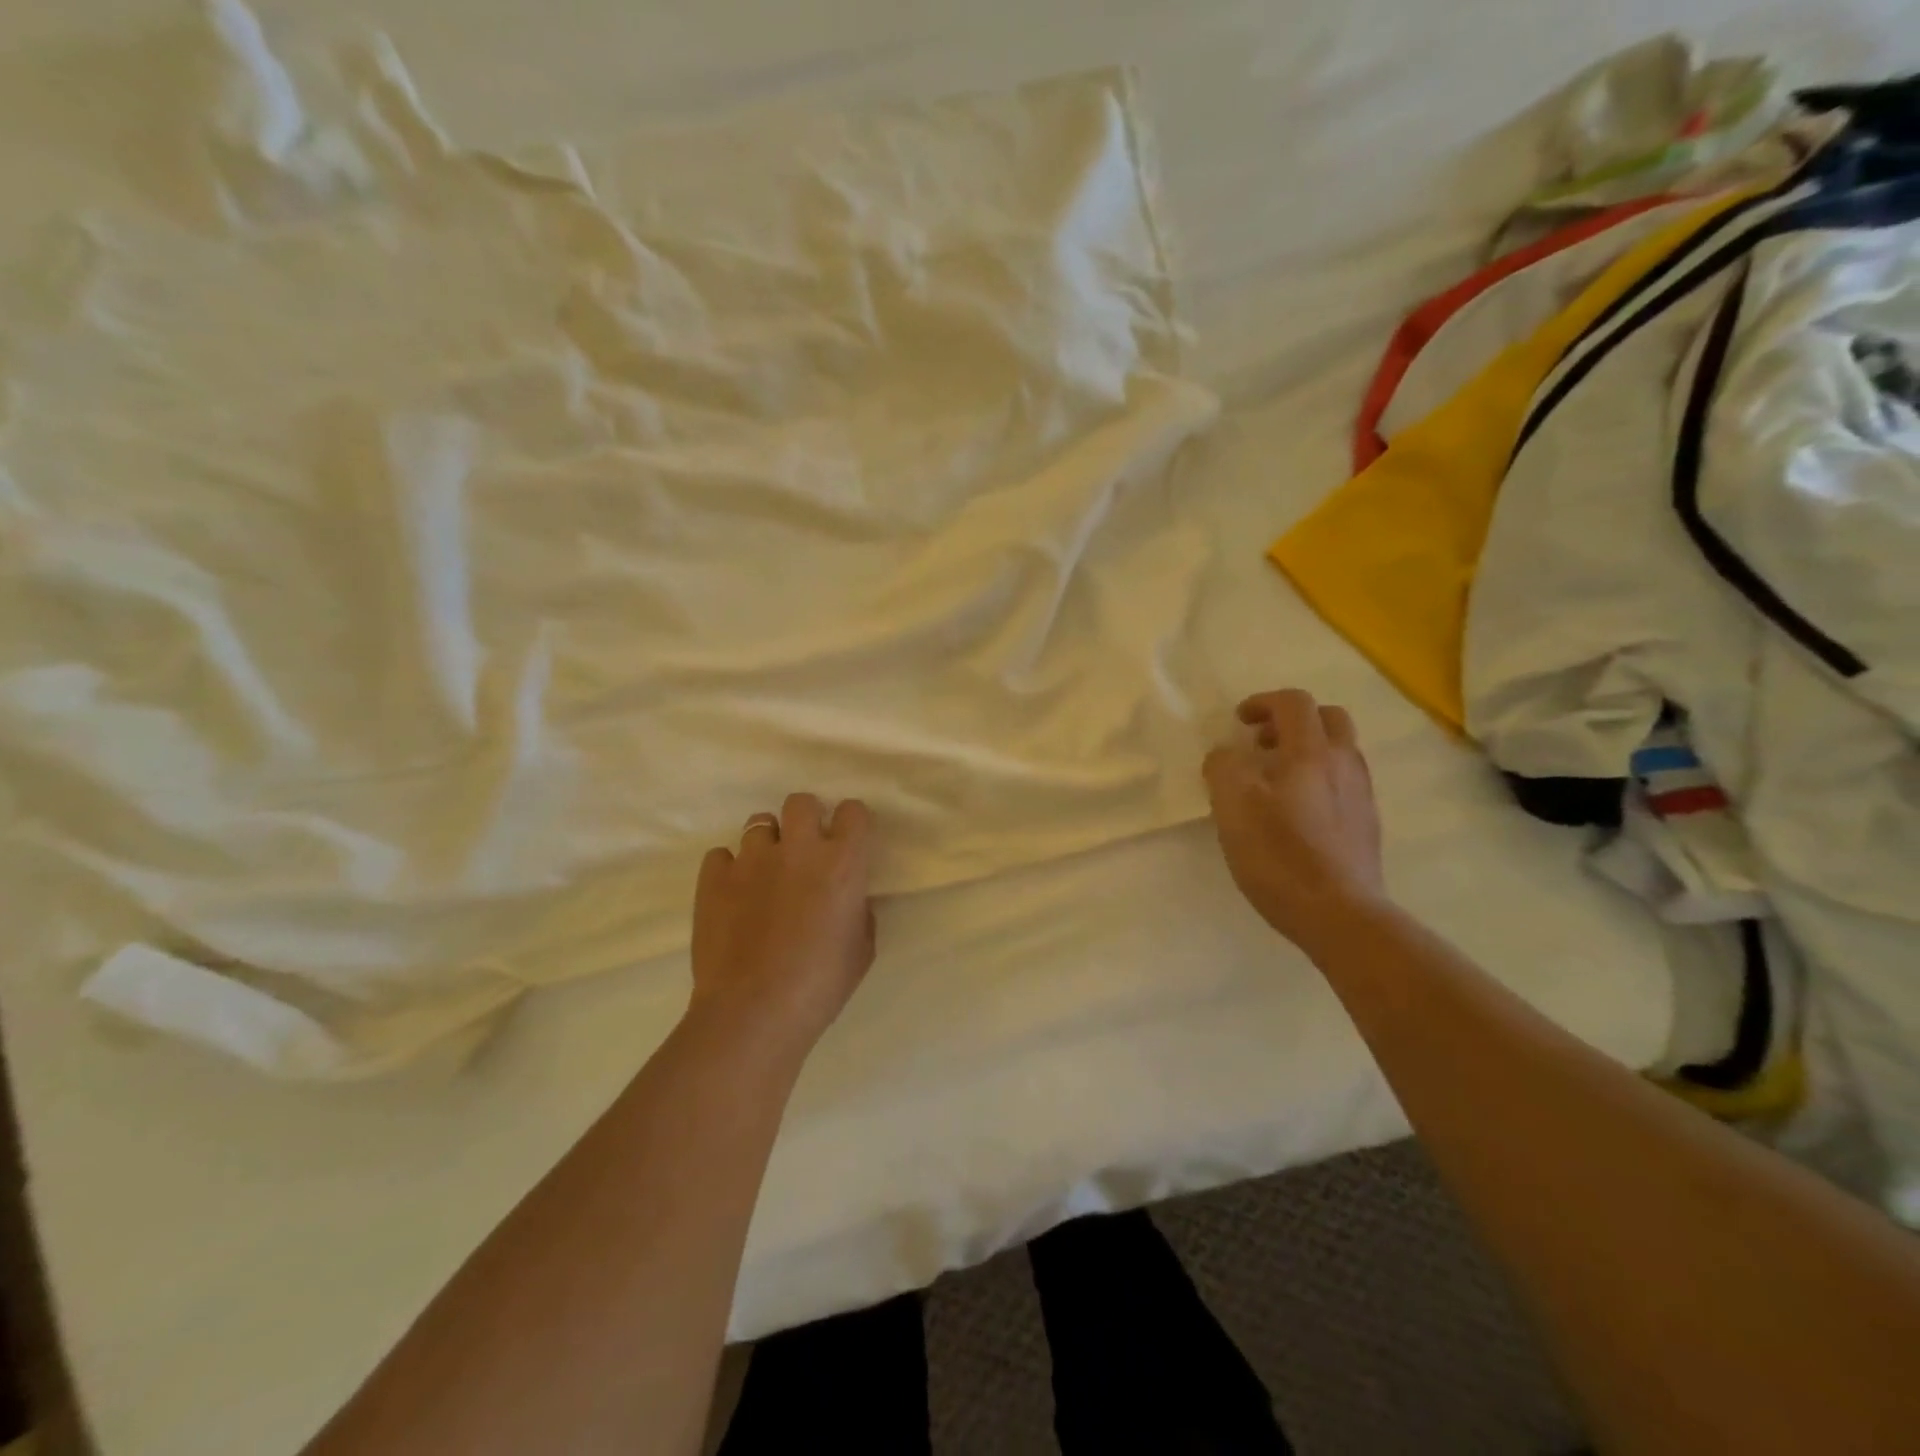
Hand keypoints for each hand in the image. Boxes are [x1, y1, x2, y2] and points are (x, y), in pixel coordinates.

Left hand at [688, 793, 876, 1052]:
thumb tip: (850, 898)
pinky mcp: (714, 878)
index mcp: (842, 862)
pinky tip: (733, 895)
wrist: (754, 1011)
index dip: (852, 823)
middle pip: (801, 802)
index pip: (853, 811)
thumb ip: (859, 910)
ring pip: (758, 824)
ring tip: (765, 874)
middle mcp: (798, 848)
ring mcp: (751, 859)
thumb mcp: (862, 949)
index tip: (848, 841)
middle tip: (805, 850)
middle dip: (806, 818)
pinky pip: (721, 855)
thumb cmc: (821, 984)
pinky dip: (729, 869)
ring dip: (767, 844)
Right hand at [1202, 689, 1386, 954]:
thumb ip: (1223, 767)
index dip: (1263, 702)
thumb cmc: (1279, 854)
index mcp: (1311, 752)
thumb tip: (1226, 755)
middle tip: (1262, 744)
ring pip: (1340, 751)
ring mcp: (1361, 795)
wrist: (1339, 914)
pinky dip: (1319, 779)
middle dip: (1293, 721)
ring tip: (1275, 780)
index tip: (1239, 722)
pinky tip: (1296, 812)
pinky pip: (1344, 782)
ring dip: (1307, 750)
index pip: (1294, 702)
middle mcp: (1344, 764)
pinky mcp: (1366, 825)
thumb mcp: (1232, 805)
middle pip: (1328, 718)